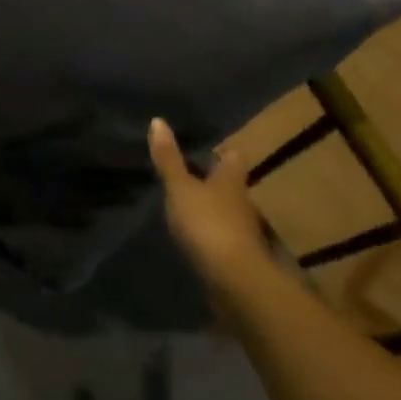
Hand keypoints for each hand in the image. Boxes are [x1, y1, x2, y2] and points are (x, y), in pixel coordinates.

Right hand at [148, 118, 268, 284]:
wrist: (234, 279)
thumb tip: (157, 120)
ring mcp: (243, 230)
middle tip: (188, 175)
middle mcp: (242, 200)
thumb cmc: (208, 223)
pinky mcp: (238, 255)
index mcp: (232, 178)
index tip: (202, 148)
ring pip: (227, 210)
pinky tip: (194, 236)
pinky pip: (223, 236)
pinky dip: (211, 234)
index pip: (232, 156)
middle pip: (230, 183)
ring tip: (187, 206)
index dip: (220, 151)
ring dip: (212, 208)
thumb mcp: (180, 188)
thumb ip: (169, 159)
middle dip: (214, 180)